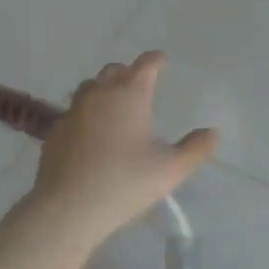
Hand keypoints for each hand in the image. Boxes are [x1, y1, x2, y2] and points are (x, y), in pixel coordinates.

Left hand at [30, 52, 218, 246]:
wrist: (67, 208)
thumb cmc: (125, 183)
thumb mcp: (170, 170)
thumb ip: (195, 149)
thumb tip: (213, 132)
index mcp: (130, 94)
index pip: (146, 64)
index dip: (156, 60)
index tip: (162, 60)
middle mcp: (100, 94)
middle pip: (114, 71)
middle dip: (129, 73)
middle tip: (140, 86)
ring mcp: (73, 111)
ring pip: (90, 88)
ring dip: (104, 91)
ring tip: (115, 108)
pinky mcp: (55, 132)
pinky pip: (74, 113)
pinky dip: (86, 116)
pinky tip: (91, 136)